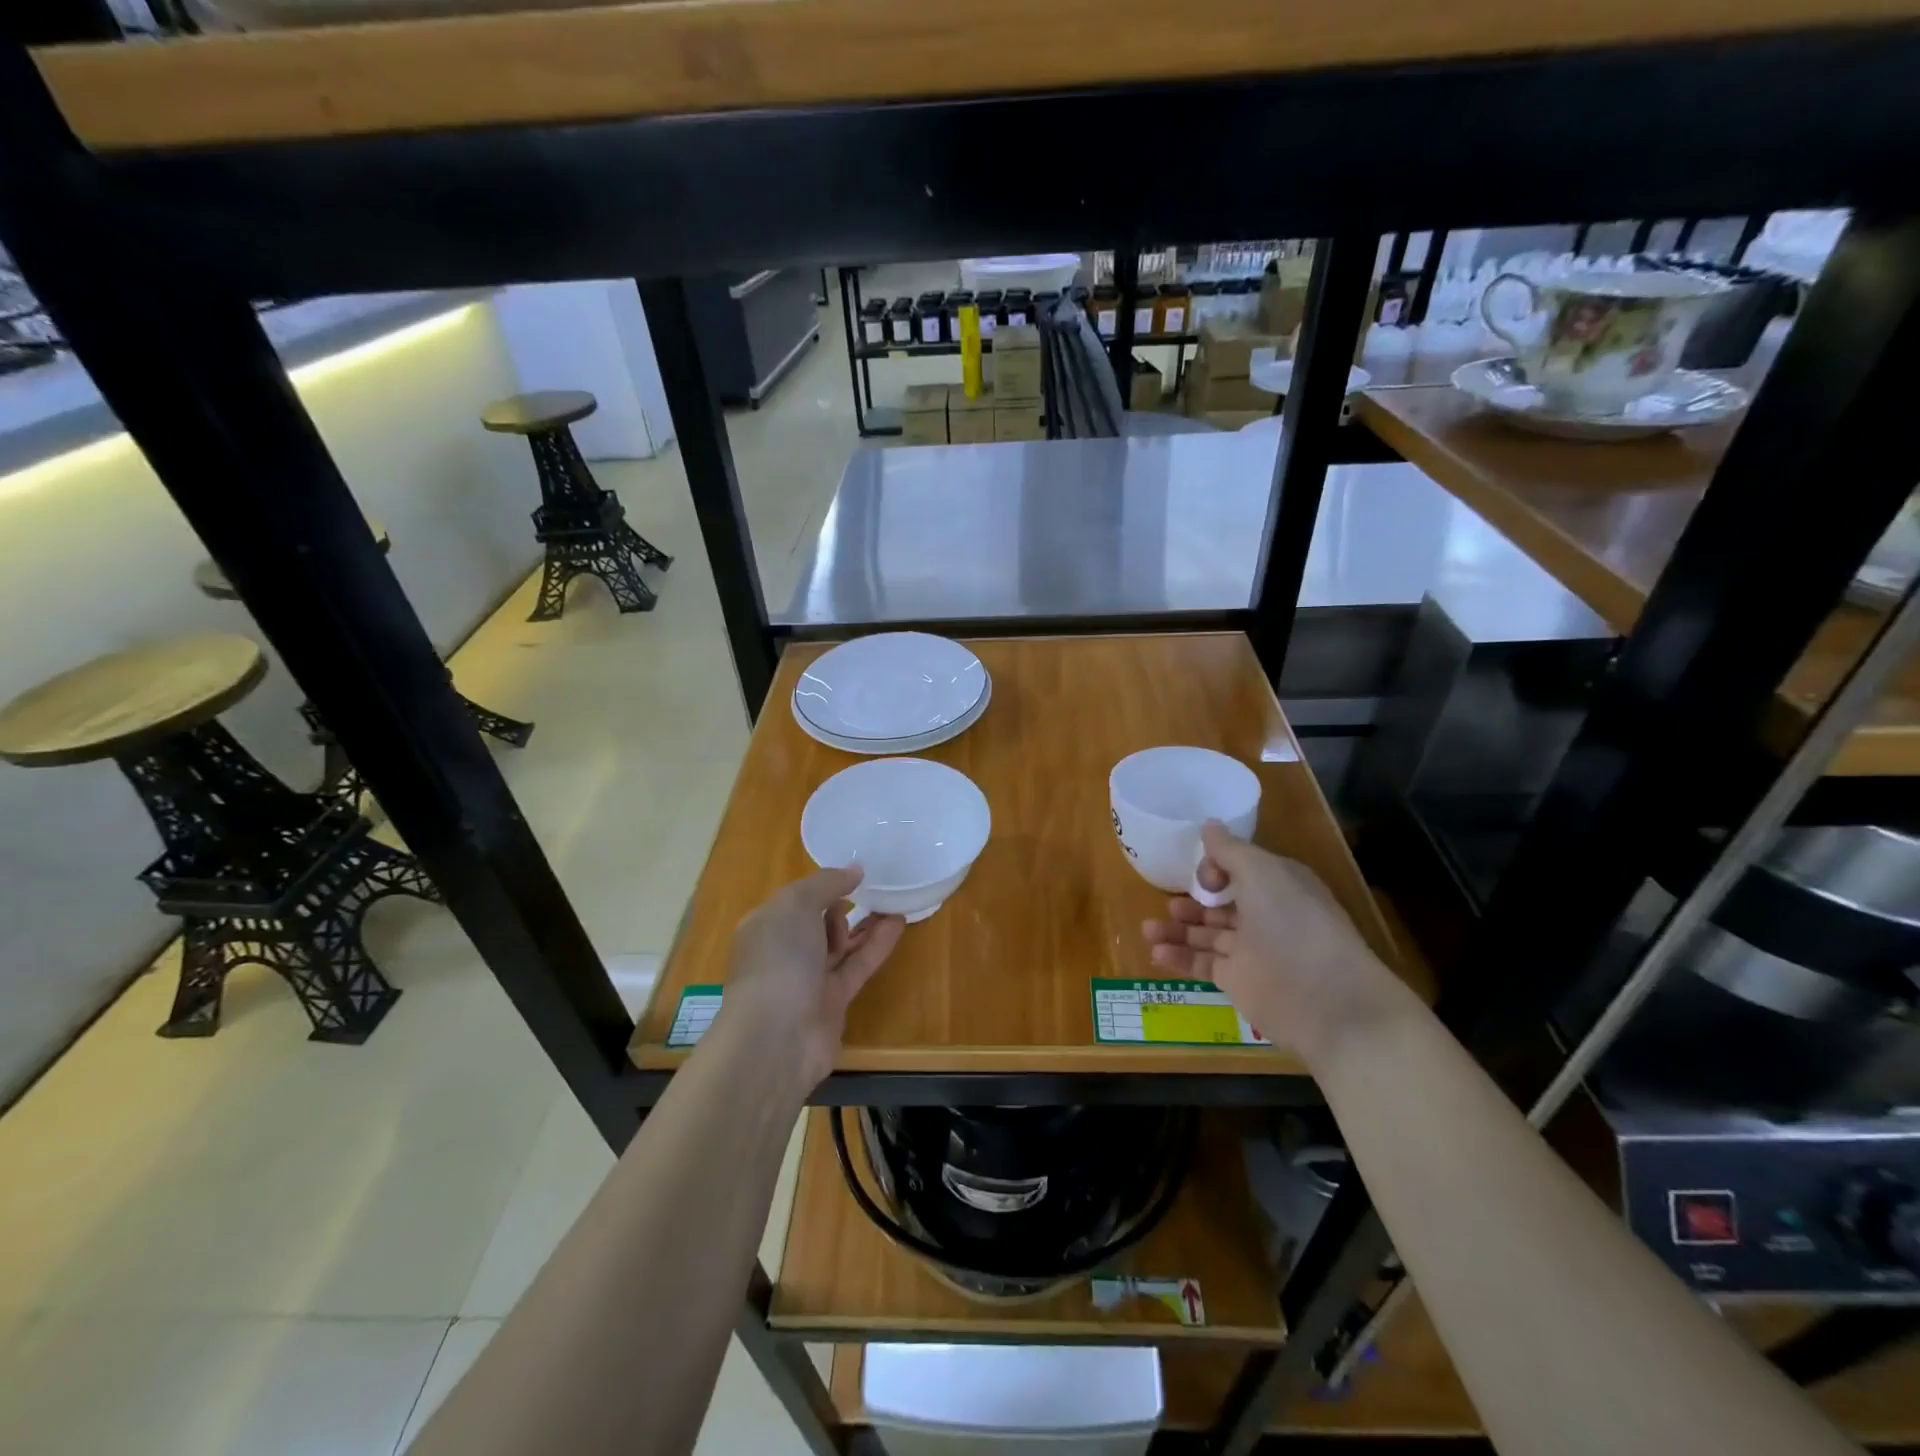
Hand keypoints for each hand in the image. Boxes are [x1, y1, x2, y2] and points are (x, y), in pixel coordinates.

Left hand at [719, 866, 904, 1093]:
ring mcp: (808, 979)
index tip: (853, 873)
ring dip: (864, 924)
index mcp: (765, 926)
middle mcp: (784, 951)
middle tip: (872, 889)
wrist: (777, 1037)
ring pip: (840, 945)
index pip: (795, 900)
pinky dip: (877, 945)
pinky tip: (898, 923)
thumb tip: (854, 870)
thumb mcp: (796, 905)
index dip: (822, 886)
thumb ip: (826, 883)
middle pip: (817, 922)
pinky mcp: (833, 1000)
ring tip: (893, 901)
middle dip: (841, 905)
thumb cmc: (779, 959)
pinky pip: (857, 965)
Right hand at [1142, 821, 1396, 1061]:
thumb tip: (1208, 824)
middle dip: (1193, 901)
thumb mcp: (1261, 872)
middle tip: (1168, 903)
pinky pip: (1202, 964)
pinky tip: (1155, 951)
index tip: (1204, 875)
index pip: (1242, 870)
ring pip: (1206, 935)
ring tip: (1147, 928)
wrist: (1324, 999)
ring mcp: (1251, 951)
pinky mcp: (1237, 982)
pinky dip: (1179, 957)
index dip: (1217, 868)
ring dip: (1177, 930)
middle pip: (1221, 904)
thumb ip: (1229, 850)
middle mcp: (1266, 916)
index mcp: (1279, 886)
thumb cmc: (1294, 923)